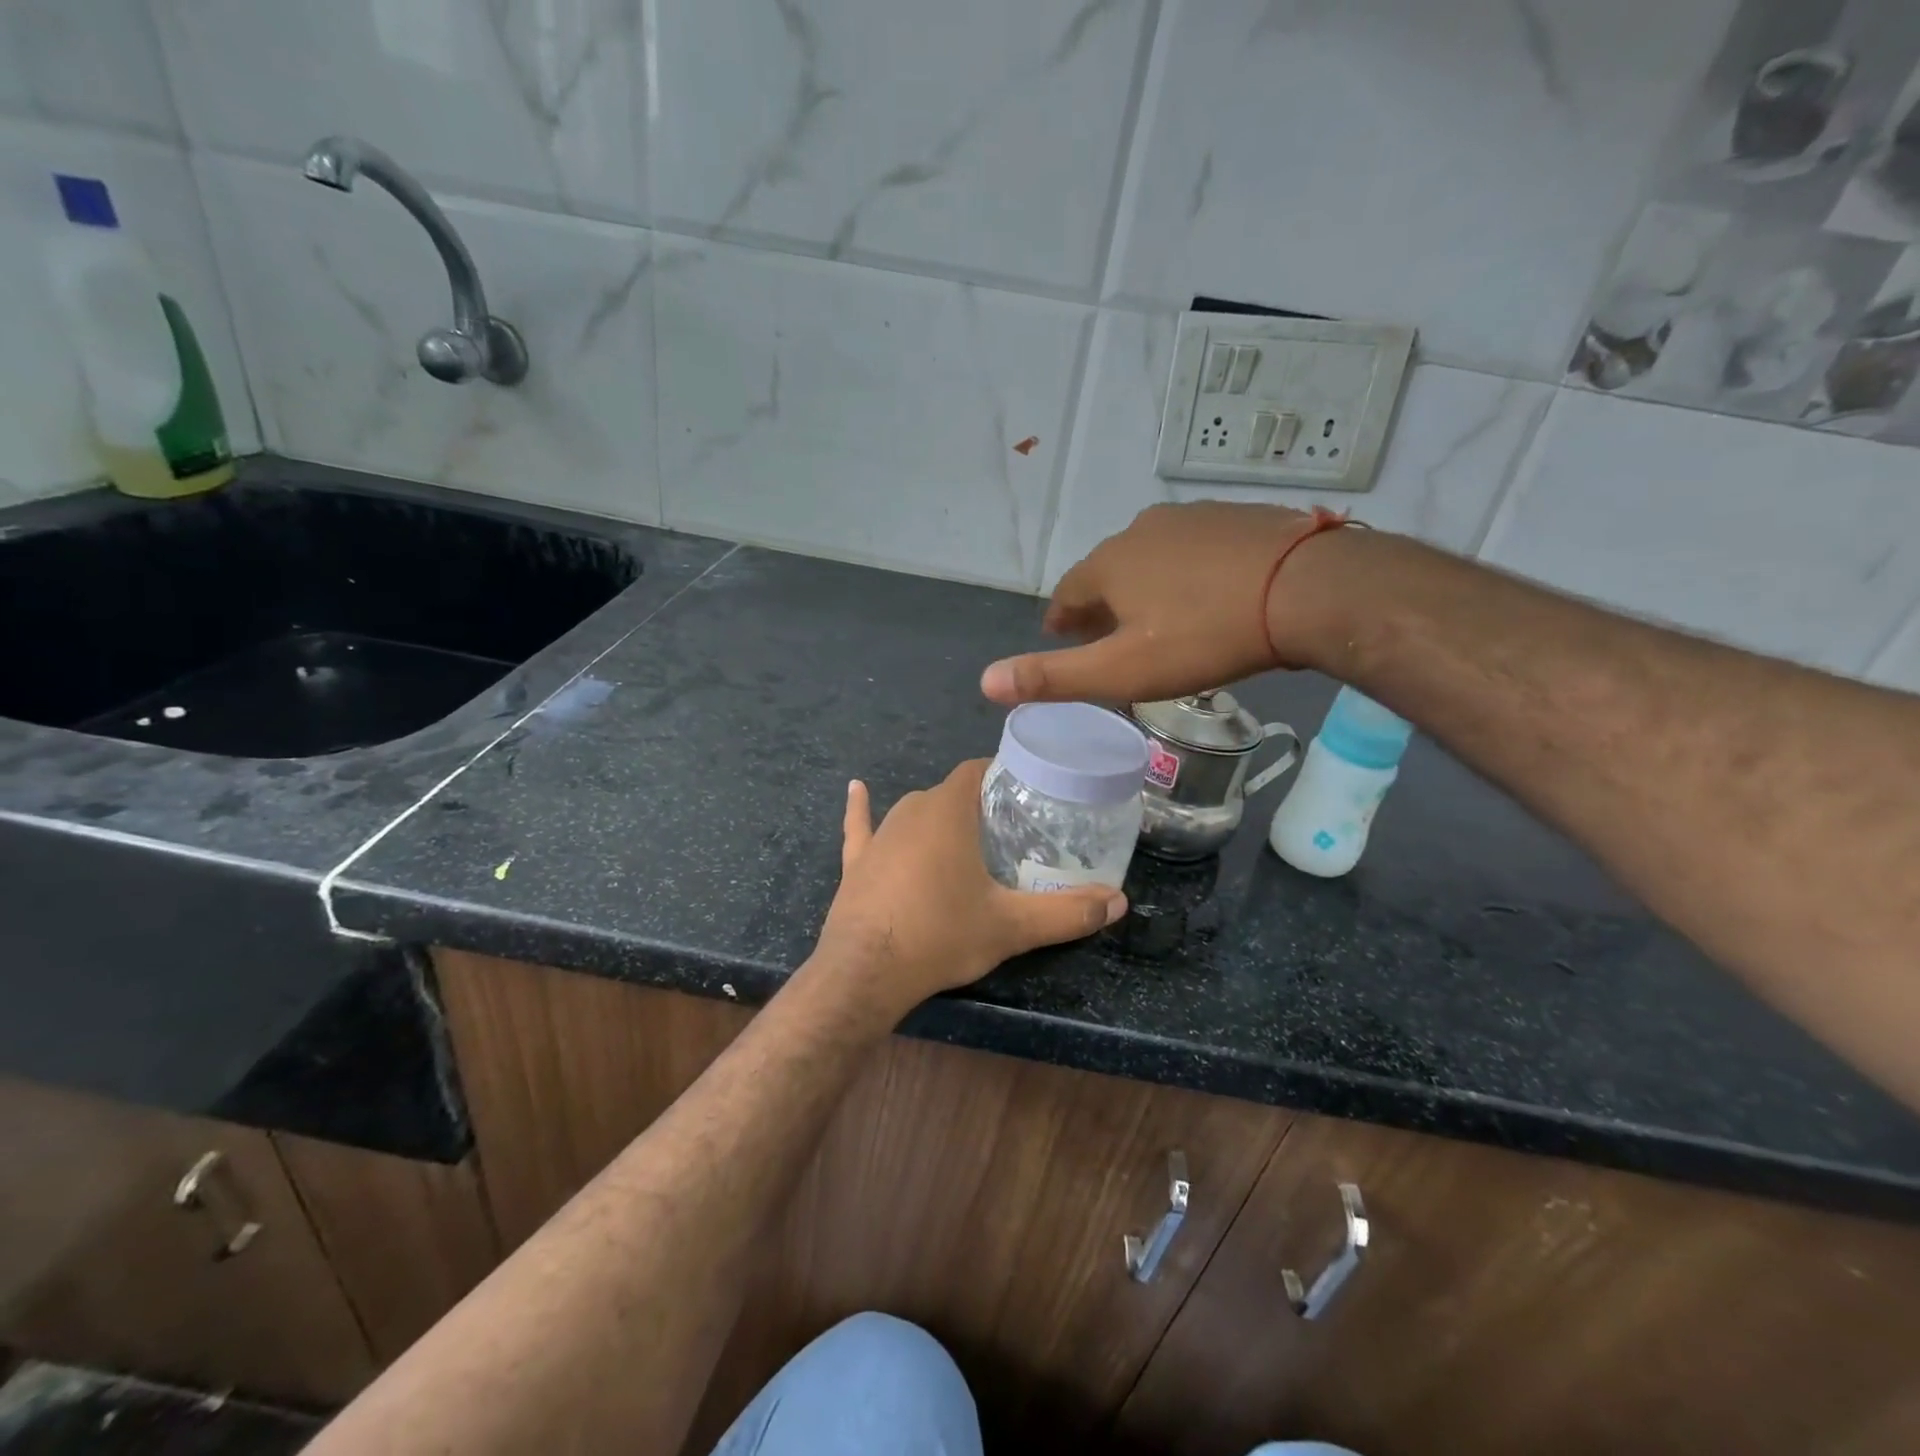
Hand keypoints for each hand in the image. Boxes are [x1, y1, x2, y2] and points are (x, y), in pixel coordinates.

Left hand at [813, 761, 1125, 1021]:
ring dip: (940, 819)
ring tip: (968, 839)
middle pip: (952, 793)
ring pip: (916, 811)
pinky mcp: (856, 861)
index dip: (1004, 776)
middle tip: (1010, 832)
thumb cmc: (941, 934)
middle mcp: (912, 809)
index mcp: (949, 809)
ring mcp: (880, 834)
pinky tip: (857, 789)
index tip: (1028, 797)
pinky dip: (862, 811)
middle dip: (979, 806)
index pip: (980, 770)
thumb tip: (1120, 901)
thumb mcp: (1012, 926)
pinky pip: (862, 827)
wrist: (865, 973)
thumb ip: (1067, 912)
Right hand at [979, 501, 1353, 705]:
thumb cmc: (1204, 636)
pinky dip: (1187, 572)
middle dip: (1102, 606)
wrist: (1306, 588)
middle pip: (1108, 573)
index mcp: (1108, 565)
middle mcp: (1139, 530)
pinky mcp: (1234, 516)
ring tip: (1159, 619)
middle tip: (1111, 638)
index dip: (1062, 622)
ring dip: (1145, 586)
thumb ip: (1053, 677)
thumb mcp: (1122, 670)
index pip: (1067, 595)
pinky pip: (1194, 549)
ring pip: (1151, 558)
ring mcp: (1190, 518)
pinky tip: (1207, 593)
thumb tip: (985, 681)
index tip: (1065, 641)